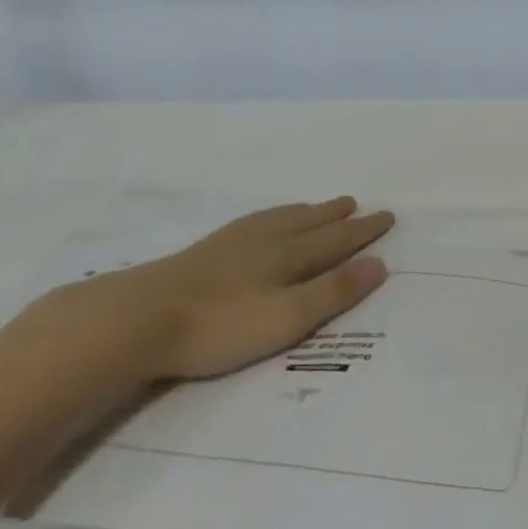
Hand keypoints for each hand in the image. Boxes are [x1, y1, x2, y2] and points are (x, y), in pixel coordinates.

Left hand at [41, 198, 392, 384]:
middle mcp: (266, 240)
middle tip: (357, 203)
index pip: (335, 241)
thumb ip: (333, 292)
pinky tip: (262, 223)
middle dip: (337, 217)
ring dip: (306, 212)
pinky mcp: (207, 250)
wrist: (140, 317)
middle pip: (310, 224)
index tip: (387, 216)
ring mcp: (234, 242)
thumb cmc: (220, 325)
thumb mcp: (287, 318)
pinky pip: (255, 222)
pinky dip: (273, 216)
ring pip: (281, 219)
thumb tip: (380, 263)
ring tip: (320, 207)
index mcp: (289, 257)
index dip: (362, 231)